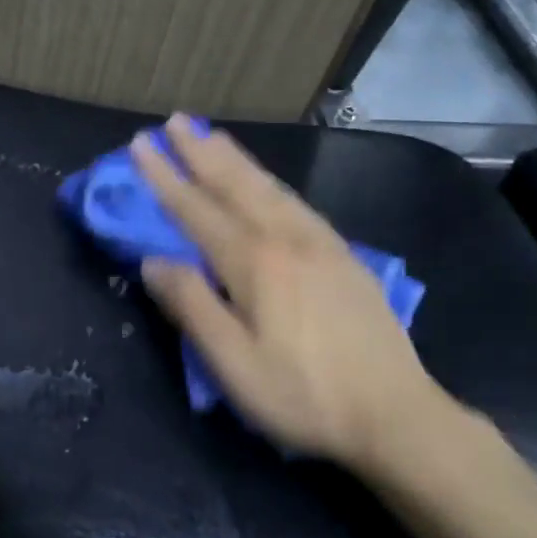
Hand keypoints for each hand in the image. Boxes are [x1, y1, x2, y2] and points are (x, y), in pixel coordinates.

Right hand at [132, 114, 446, 467]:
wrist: (396, 416)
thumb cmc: (304, 396)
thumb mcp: (233, 363)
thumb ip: (192, 306)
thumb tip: (153, 261)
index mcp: (254, 262)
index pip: (197, 210)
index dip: (165, 178)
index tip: (140, 145)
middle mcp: (287, 239)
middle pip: (236, 185)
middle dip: (201, 152)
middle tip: (175, 122)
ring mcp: (322, 244)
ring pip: (269, 188)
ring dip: (236, 159)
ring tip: (213, 136)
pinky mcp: (345, 258)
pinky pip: (297, 203)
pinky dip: (271, 182)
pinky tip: (268, 184)